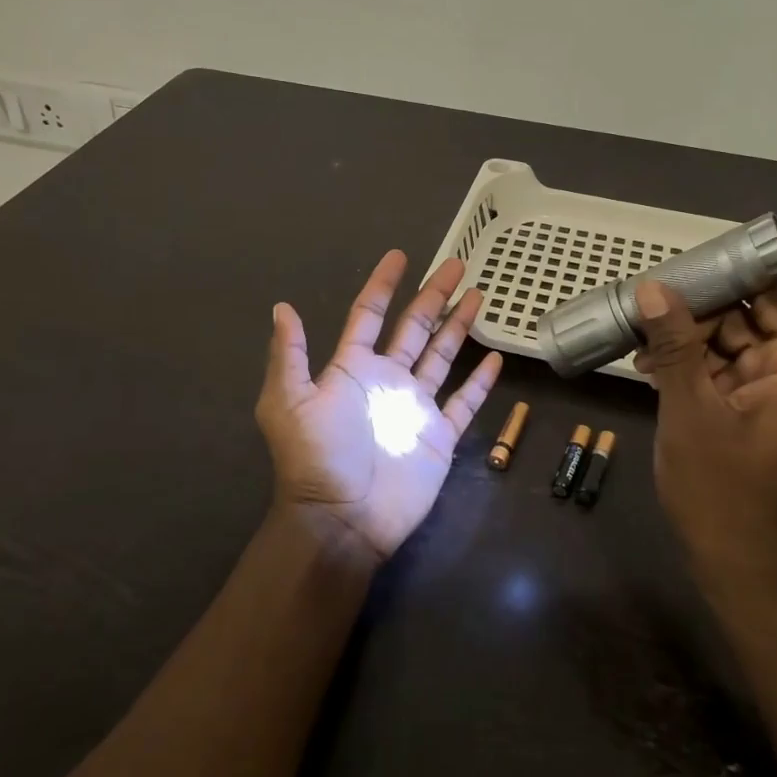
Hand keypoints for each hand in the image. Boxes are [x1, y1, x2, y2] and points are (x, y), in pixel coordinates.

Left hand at [258, 251, 503, 562]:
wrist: (343, 520)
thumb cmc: (316, 458)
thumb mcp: (289, 402)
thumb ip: (289, 354)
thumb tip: (282, 306)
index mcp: (352, 369)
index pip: (369, 315)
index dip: (383, 285)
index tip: (400, 256)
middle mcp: (387, 380)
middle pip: (415, 327)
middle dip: (433, 295)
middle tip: (455, 264)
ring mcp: (416, 406)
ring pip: (442, 356)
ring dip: (459, 326)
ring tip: (477, 295)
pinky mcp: (439, 435)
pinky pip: (464, 402)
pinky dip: (479, 382)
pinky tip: (494, 358)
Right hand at [633, 228, 776, 601]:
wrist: (738, 568)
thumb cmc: (725, 494)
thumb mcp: (690, 413)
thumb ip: (674, 348)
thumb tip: (654, 290)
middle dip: (728, 291)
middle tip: (673, 283)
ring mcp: (772, 392)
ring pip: (742, 334)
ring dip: (697, 326)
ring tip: (646, 327)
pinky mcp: (747, 408)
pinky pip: (723, 364)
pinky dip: (692, 356)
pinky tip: (648, 360)